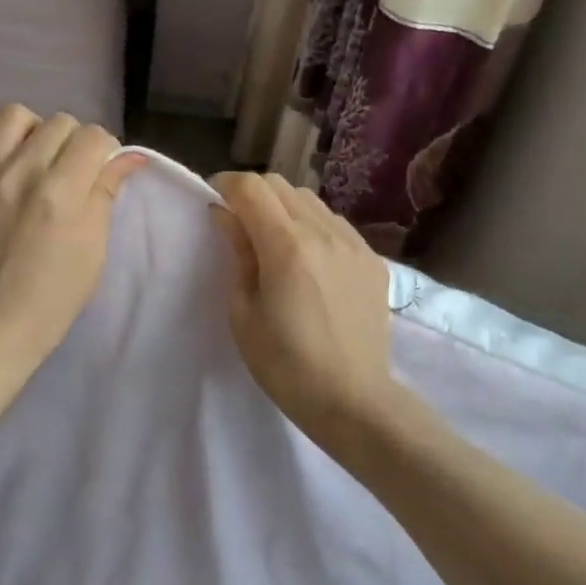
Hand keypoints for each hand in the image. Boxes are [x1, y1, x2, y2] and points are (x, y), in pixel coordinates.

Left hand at [0, 106, 143, 403]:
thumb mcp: (93, 251)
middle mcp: (18, 172)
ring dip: (31, 132)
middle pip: (59, 123)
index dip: (103, 151)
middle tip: (66, 171)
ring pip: (13, 115)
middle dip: (72, 143)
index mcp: (61, 193)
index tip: (98, 170)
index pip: (93, 137)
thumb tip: (130, 156)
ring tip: (27, 158)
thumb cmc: (50, 300)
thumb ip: (106, 194)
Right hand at [209, 173, 393, 437]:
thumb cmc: (285, 364)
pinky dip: (312, 225)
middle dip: (252, 193)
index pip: (251, 187)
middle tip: (238, 221)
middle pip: (280, 184)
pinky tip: (308, 257)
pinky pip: (335, 222)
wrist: (353, 400)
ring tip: (273, 238)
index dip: (226, 185)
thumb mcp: (243, 313)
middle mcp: (324, 233)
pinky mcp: (372, 259)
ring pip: (310, 199)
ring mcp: (354, 243)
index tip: (213, 200)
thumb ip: (236, 253)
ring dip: (283, 206)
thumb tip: (225, 215)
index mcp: (287, 246)